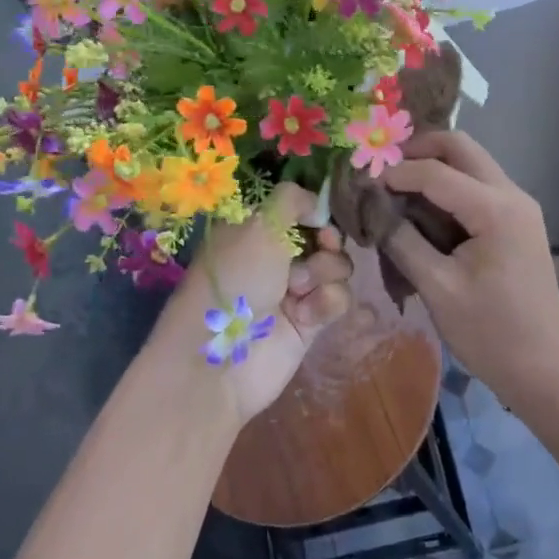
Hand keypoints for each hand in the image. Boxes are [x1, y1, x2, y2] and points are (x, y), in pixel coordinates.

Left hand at [162, 183, 352, 423]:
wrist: (221, 359)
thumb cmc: (235, 279)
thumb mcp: (258, 224)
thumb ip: (292, 200)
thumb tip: (318, 206)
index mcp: (254, 229)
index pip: (298, 209)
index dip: (315, 211)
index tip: (319, 217)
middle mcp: (274, 256)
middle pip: (324, 236)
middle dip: (327, 242)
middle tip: (319, 248)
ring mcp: (293, 289)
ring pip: (336, 266)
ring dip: (325, 272)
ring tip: (299, 289)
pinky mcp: (309, 322)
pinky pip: (338, 299)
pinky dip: (327, 302)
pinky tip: (305, 314)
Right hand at [380, 131, 558, 406]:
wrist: (547, 368)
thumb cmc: (491, 333)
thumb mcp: (438, 288)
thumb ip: (402, 241)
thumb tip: (373, 208)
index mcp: (495, 209)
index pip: (435, 172)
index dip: (395, 173)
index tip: (362, 185)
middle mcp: (512, 195)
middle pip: (461, 147)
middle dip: (418, 151)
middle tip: (383, 171)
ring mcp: (519, 206)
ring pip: (471, 163)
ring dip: (434, 166)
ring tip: (397, 189)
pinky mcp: (517, 221)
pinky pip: (479, 186)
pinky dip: (449, 186)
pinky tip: (424, 210)